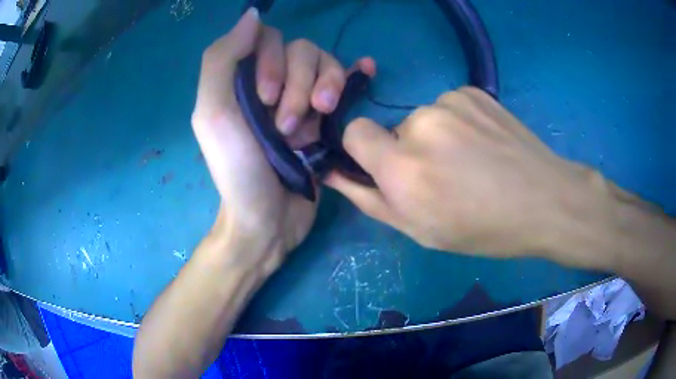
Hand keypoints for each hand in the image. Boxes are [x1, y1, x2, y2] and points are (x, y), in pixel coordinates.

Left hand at [191, 9, 374, 265]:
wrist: (269, 221)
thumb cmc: (238, 171)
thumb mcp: (214, 114)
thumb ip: (221, 60)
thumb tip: (253, 15)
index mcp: (241, 78)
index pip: (268, 37)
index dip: (273, 60)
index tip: (266, 99)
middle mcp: (272, 81)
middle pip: (301, 49)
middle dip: (299, 84)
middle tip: (288, 126)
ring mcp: (300, 98)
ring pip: (325, 65)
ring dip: (325, 88)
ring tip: (317, 122)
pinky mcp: (325, 117)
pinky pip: (343, 82)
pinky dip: (354, 73)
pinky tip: (367, 69)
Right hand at [326, 87, 614, 258]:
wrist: (544, 200)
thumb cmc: (482, 228)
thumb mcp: (419, 229)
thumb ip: (368, 198)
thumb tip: (333, 171)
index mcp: (403, 166)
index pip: (354, 131)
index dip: (364, 149)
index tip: (387, 167)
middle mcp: (421, 123)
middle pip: (393, 129)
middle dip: (408, 151)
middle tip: (445, 177)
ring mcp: (451, 101)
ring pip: (424, 118)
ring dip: (436, 137)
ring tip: (472, 161)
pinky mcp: (473, 91)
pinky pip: (449, 106)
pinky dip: (459, 123)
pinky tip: (485, 143)